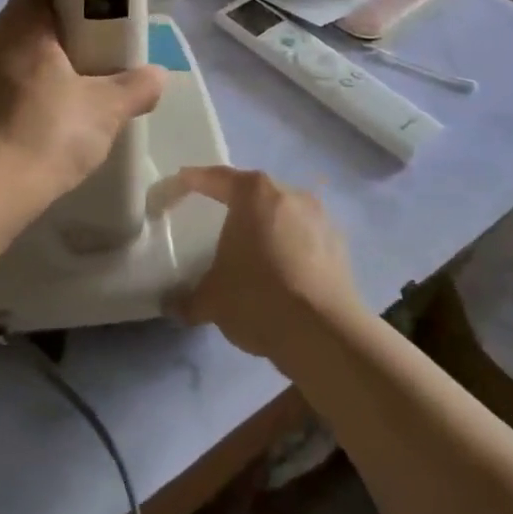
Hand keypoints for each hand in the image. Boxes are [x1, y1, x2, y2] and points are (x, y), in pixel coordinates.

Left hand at [0, 0, 165, 195]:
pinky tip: (36, 120)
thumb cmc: (50, 132)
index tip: (91, 10)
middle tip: (88, 54)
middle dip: (54, 34)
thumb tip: (158, 74)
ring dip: (32, 66)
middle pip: (24, 22)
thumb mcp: (107, 108)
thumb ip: (136, 86)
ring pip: (7, 55)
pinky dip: (14, 95)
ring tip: (65, 90)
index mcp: (20, 25)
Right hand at [171, 167, 359, 359]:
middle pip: (254, 193)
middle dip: (235, 206)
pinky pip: (306, 239)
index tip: (179, 184)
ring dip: (266, 229)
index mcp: (253, 193)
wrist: (326, 334)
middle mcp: (289, 194)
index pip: (215, 178)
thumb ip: (188, 298)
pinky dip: (291, 249)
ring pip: (283, 215)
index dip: (193, 181)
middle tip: (216, 220)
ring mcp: (320, 218)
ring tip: (252, 252)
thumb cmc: (258, 298)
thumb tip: (172, 305)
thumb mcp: (212, 300)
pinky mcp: (340, 246)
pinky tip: (282, 275)